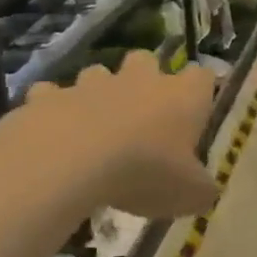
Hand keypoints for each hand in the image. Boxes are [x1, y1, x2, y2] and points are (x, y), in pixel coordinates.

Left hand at [28, 53, 219, 219]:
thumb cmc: (146, 173)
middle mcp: (139, 80)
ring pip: (98, 74)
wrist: (71, 162)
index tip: (196, 111)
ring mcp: (92, 84)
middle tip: (143, 114)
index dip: (200, 91)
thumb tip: (206, 190)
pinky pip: (52, 95)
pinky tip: (53, 135)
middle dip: (145, 78)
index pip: (202, 78)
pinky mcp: (50, 96)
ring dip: (98, 93)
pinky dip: (54, 109)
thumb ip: (201, 189)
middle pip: (147, 61)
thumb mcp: (189, 195)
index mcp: (181, 98)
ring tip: (95, 127)